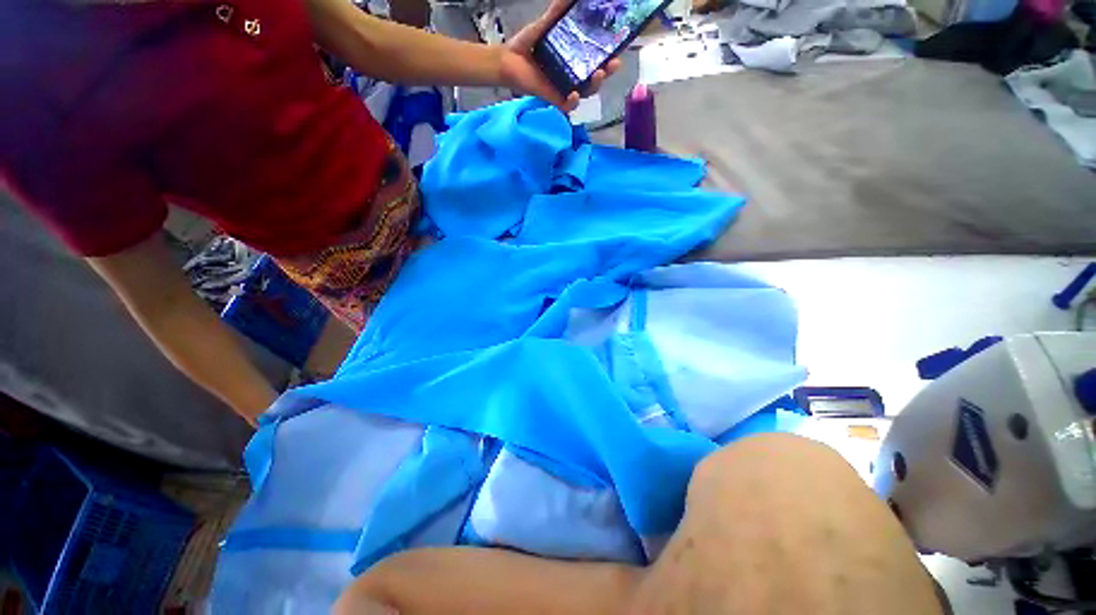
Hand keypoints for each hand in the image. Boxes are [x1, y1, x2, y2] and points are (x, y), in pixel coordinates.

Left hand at [499, 0, 622, 111]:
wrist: (508, 60)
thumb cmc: (527, 45)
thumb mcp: (545, 25)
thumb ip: (557, 12)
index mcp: (574, 59)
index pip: (596, 60)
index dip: (608, 57)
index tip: (617, 50)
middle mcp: (572, 75)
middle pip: (595, 78)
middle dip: (607, 73)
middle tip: (613, 64)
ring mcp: (564, 89)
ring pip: (586, 93)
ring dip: (595, 85)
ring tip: (598, 74)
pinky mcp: (554, 99)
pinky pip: (568, 106)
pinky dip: (573, 102)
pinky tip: (575, 94)